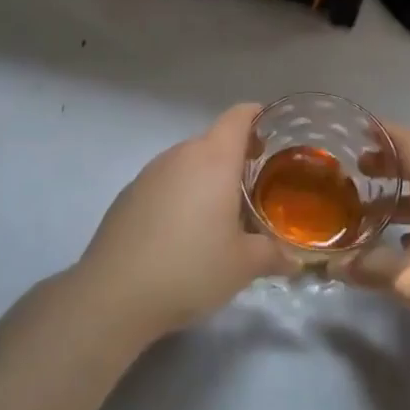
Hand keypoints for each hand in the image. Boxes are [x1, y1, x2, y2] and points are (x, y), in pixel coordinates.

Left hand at [74, 104, 295, 340]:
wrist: (115, 293)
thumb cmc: (191, 268)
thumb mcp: (243, 266)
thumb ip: (273, 255)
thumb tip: (294, 260)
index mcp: (213, 159)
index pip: (238, 116)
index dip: (257, 116)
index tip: (271, 133)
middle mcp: (181, 154)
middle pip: (214, 140)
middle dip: (236, 156)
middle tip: (254, 187)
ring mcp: (150, 172)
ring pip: (188, 161)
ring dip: (206, 177)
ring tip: (219, 215)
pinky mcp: (129, 193)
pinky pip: (165, 181)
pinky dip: (180, 193)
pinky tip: (182, 232)